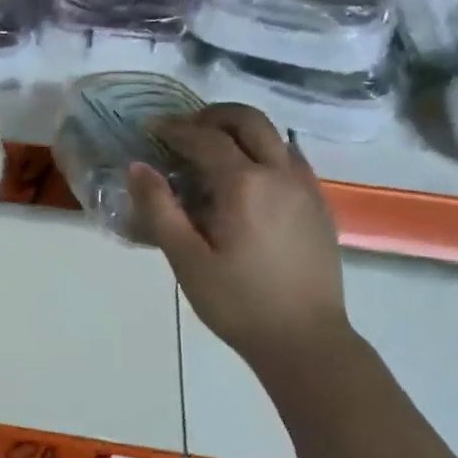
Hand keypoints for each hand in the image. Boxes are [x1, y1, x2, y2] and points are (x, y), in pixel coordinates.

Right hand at [127, 104, 350, 364]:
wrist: (306, 341)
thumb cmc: (238, 303)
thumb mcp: (187, 260)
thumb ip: (160, 209)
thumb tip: (137, 166)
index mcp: (245, 185)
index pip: (205, 139)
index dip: (175, 129)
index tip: (152, 129)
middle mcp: (280, 174)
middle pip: (248, 120)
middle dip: (213, 116)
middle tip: (185, 129)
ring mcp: (306, 188)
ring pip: (275, 136)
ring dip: (241, 131)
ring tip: (213, 150)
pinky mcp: (320, 206)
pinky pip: (292, 159)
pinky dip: (265, 152)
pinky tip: (249, 179)